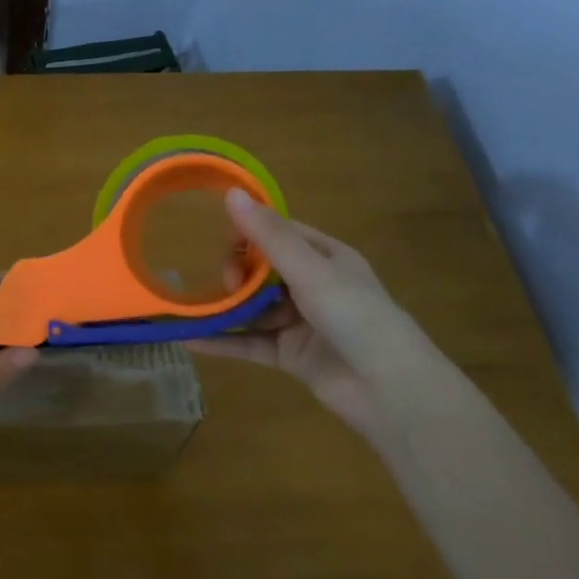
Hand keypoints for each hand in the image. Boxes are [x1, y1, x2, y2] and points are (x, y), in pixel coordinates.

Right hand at [188, 190, 432, 435]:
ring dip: (224, 309)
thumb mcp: (309, 270)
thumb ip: (268, 235)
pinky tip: (190, 341)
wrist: (388, 386)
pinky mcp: (290, 355)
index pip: (279, 234)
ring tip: (191, 311)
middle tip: (226, 287)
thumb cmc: (354, 315)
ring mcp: (300, 322)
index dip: (248, 236)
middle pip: (261, 272)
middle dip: (236, 276)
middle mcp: (312, 286)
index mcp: (325, 257)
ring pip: (253, 309)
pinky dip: (223, 343)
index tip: (226, 249)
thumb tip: (231, 192)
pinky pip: (250, 344)